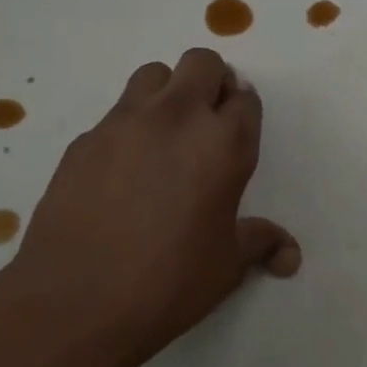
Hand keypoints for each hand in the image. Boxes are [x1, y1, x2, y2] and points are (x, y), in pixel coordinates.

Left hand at [0, 50, 299, 364]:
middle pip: (201, 63)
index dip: (244, 112)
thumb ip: (261, 243)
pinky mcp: (84, 140)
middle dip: (211, 82)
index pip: (245, 98)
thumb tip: (290, 256)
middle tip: (206, 123)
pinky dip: (127, 129)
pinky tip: (121, 172)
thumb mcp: (227, 264)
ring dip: (167, 92)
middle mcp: (177, 118)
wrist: (76, 303)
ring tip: (163, 135)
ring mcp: (124, 123)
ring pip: (153, 75)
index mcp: (223, 144)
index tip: (237, 133)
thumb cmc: (169, 282)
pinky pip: (114, 114)